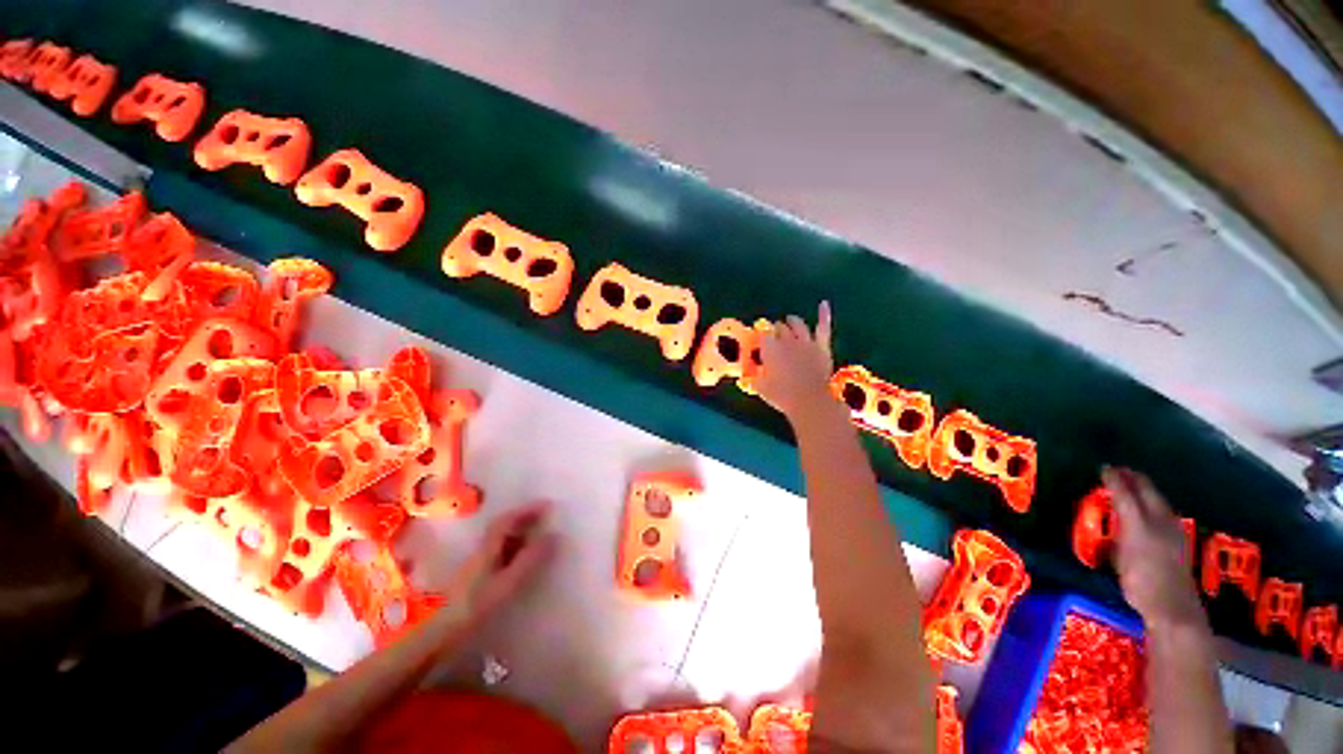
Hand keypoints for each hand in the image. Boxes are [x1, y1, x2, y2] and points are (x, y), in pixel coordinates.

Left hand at [444, 502, 556, 626]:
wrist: (443, 634)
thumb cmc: (477, 605)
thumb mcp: (508, 581)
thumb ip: (530, 559)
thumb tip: (554, 535)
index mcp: (488, 547)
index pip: (508, 519)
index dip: (527, 509)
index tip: (548, 505)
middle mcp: (482, 550)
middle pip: (504, 527)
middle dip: (525, 519)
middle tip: (547, 517)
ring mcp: (478, 564)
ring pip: (502, 540)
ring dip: (521, 533)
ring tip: (541, 534)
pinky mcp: (478, 577)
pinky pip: (501, 553)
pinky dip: (516, 548)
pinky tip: (524, 558)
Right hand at [756, 302, 835, 421]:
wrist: (810, 400)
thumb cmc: (782, 395)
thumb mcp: (761, 388)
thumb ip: (753, 378)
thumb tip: (746, 376)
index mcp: (770, 348)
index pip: (763, 335)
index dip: (761, 337)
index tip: (760, 342)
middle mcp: (786, 340)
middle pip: (779, 328)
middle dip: (775, 330)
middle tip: (774, 335)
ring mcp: (805, 341)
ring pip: (797, 324)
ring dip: (792, 321)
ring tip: (790, 320)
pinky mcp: (821, 345)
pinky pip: (823, 326)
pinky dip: (823, 314)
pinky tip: (824, 304)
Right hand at [1103, 467, 1207, 632]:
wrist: (1173, 607)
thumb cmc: (1141, 580)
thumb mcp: (1121, 554)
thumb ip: (1118, 528)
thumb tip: (1112, 512)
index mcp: (1143, 519)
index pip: (1127, 491)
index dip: (1115, 478)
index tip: (1103, 468)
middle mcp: (1160, 519)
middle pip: (1147, 490)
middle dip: (1133, 478)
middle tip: (1118, 470)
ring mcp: (1172, 529)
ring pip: (1157, 499)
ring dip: (1144, 488)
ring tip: (1130, 485)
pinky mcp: (1178, 539)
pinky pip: (1162, 510)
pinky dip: (1152, 501)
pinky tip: (1147, 508)